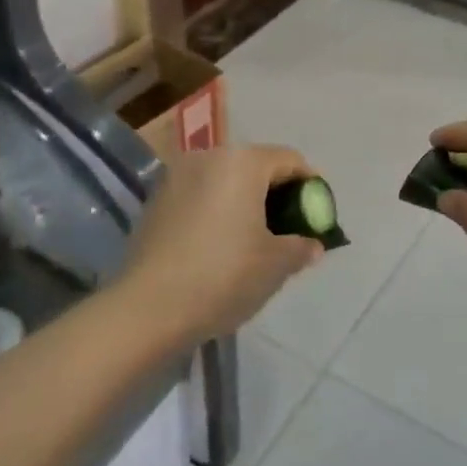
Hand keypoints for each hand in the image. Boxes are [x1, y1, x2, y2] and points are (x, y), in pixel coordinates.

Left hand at [117, 145, 324, 345]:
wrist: (148, 308)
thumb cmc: (224, 276)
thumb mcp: (277, 264)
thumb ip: (301, 246)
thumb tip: (313, 244)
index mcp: (243, 162)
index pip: (290, 160)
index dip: (311, 186)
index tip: (318, 215)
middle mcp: (208, 157)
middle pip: (256, 166)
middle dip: (278, 194)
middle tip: (290, 229)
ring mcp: (177, 177)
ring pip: (226, 181)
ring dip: (246, 202)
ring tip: (256, 240)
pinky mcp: (156, 202)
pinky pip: (201, 196)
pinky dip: (218, 211)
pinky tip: (221, 246)